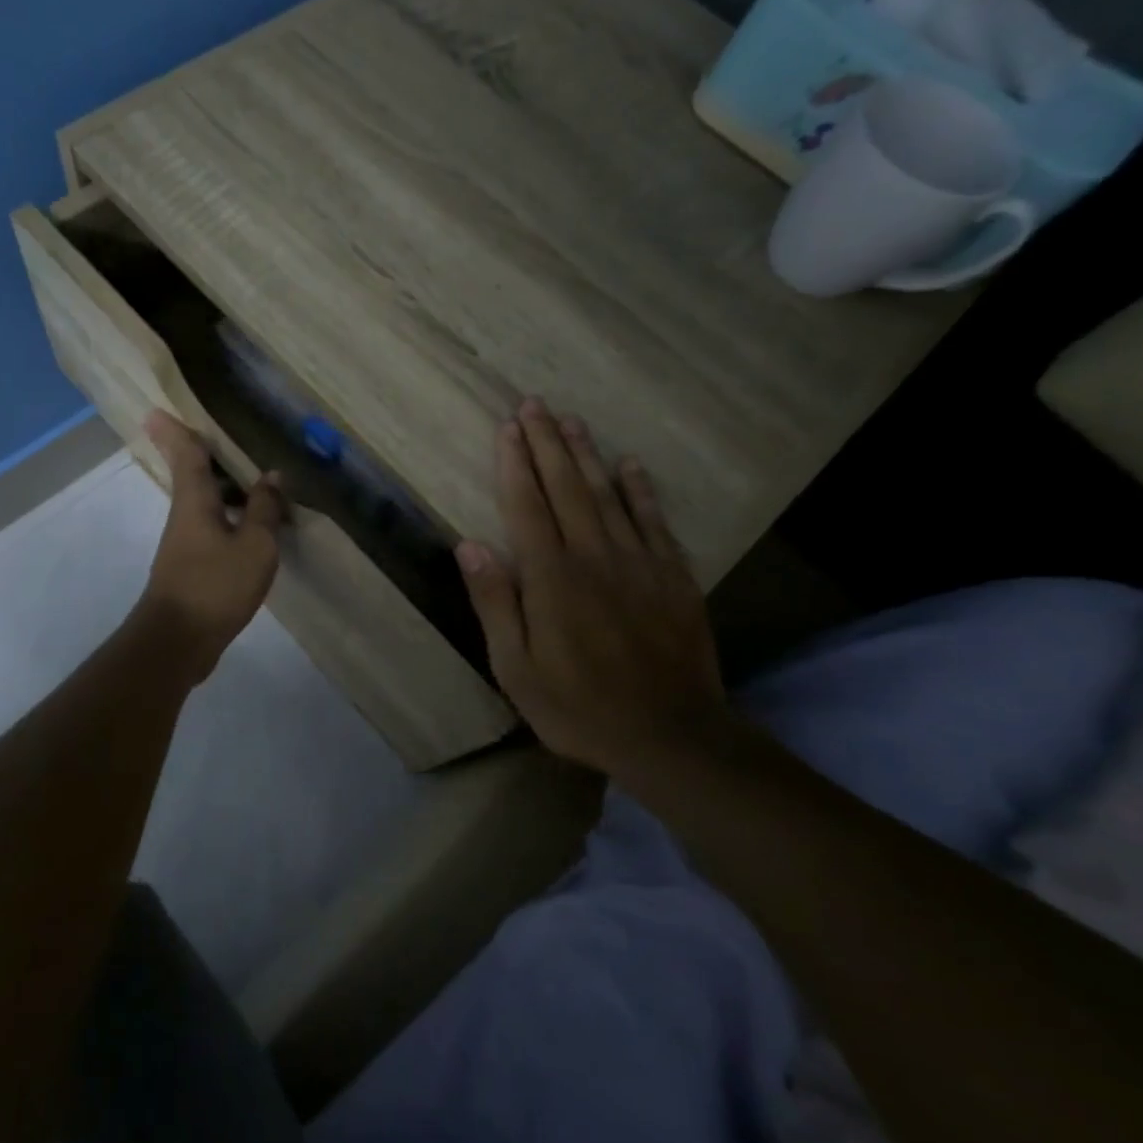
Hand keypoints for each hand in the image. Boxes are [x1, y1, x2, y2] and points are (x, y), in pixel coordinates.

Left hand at [135, 410, 285, 682]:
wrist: (178, 641)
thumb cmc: (215, 585)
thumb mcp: (254, 545)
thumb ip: (264, 509)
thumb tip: (271, 476)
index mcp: (195, 501)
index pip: (186, 455)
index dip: (176, 431)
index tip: (156, 410)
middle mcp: (185, 516)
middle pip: (193, 477)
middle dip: (202, 456)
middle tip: (218, 436)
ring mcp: (185, 544)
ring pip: (205, 504)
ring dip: (224, 490)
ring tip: (253, 481)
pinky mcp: (191, 568)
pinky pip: (213, 529)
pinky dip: (230, 519)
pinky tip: (252, 527)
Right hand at [455, 399, 727, 774]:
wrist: (672, 737)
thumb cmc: (579, 707)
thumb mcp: (516, 669)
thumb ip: (495, 603)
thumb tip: (469, 544)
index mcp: (551, 578)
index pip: (527, 505)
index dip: (514, 463)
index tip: (507, 427)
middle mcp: (594, 557)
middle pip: (566, 488)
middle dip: (546, 443)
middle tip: (534, 404)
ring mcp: (639, 563)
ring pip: (608, 493)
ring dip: (586, 454)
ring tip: (571, 419)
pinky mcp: (673, 576)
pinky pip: (654, 520)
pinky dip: (640, 489)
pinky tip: (630, 463)